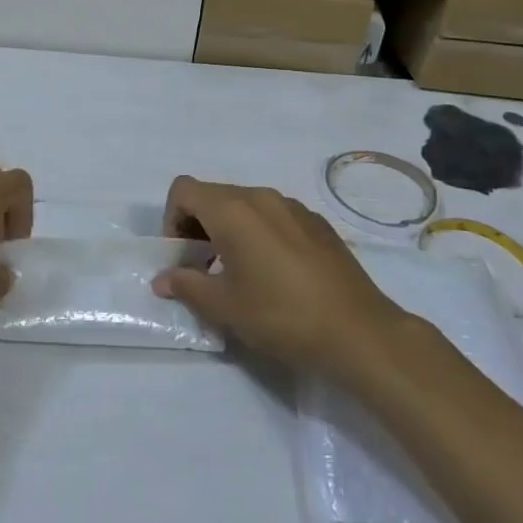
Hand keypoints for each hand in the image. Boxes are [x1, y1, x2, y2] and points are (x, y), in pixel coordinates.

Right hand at [151, 176, 402, 376]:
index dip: (171, 219)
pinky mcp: (317, 223)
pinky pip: (274, 216)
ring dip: (228, 229)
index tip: (182, 257)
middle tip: (202, 268)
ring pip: (245, 205)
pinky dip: (259, 234)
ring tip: (238, 272)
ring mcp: (293, 207)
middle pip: (213, 195)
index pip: (184, 190)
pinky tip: (275, 274)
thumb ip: (187, 286)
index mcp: (233, 210)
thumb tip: (162, 279)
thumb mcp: (224, 307)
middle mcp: (261, 197)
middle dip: (197, 226)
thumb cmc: (281, 315)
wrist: (359, 332)